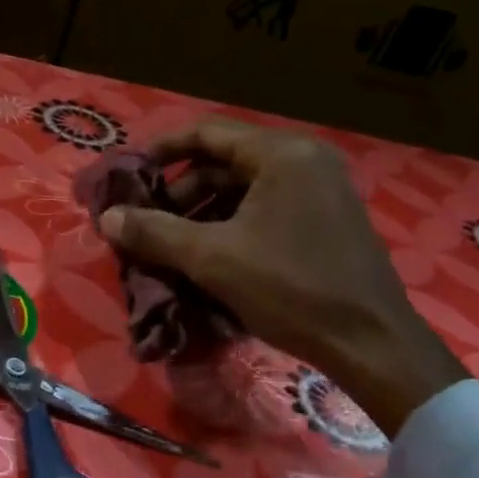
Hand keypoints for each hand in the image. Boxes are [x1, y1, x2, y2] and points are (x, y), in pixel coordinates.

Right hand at [98, 119, 466, 433]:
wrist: (372, 344)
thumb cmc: (290, 289)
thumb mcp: (212, 259)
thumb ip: (154, 232)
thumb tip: (106, 218)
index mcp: (282, 154)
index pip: (207, 133)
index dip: (161, 150)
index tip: (129, 174)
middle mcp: (306, 160)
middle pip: (225, 160)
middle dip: (181, 190)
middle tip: (148, 220)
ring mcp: (323, 189)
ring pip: (246, 187)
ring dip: (204, 211)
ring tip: (172, 243)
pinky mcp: (329, 219)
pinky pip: (268, 207)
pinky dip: (233, 224)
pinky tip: (210, 256)